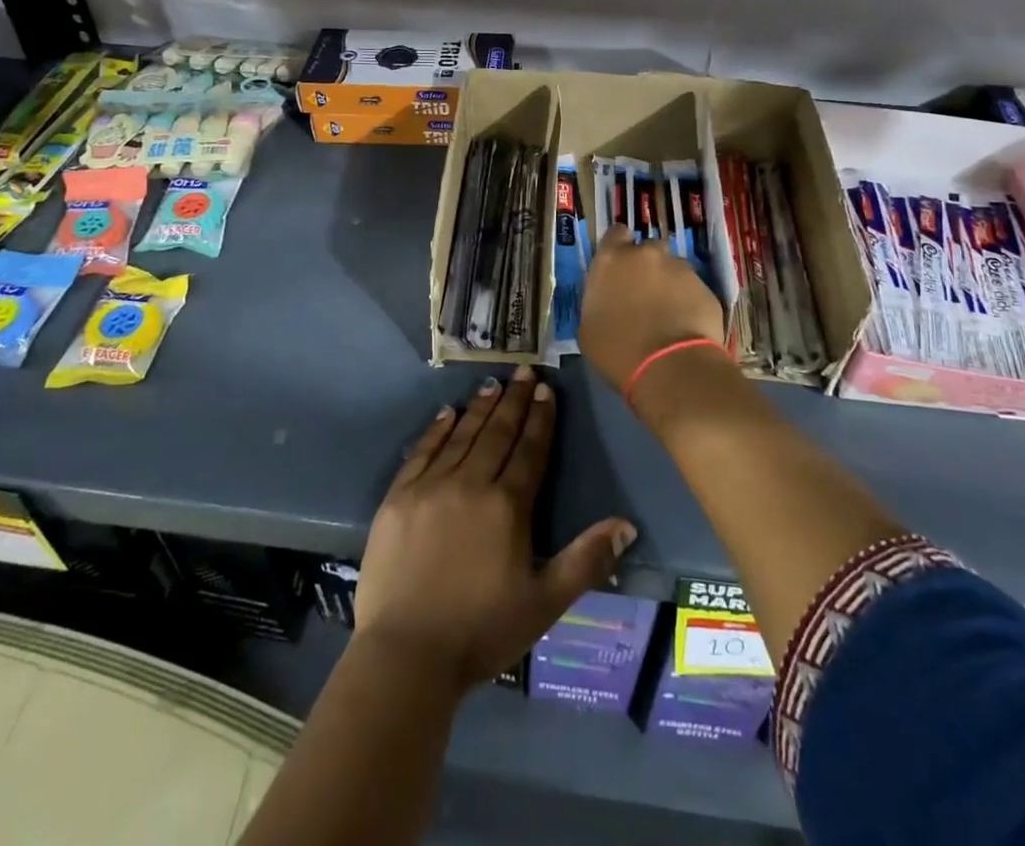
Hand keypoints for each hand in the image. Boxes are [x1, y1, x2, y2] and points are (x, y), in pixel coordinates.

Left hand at [357, 367, 636, 691]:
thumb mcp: (544, 603)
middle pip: (497, 433)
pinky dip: (437, 429)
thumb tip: (626, 524)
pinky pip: (421, 452)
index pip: (529, 450)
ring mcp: (430, 487)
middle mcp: (470, 483)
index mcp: (507, 506)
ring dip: (479, 407)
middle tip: (523, 370)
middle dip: (513, 400)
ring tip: (493, 382)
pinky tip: (446, 413)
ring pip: (461, 435)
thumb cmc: (481, 631)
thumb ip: (585, 560)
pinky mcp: (398, 497)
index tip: (545, 388)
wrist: (405, 655)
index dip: (540, 418)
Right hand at [578, 229, 725, 394]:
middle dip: (646, 266)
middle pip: (647, 249)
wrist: (670, 368)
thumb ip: (598, 300)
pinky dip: (688, 301)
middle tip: (643, 293)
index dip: (618, 248)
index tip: (618, 268)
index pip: (615, 234)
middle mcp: (647, 254)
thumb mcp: (588, 327)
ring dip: (669, 283)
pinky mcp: (705, 288)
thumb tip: (607, 301)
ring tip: (667, 312)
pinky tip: (685, 325)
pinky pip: (693, 289)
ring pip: (673, 268)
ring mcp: (680, 269)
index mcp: (611, 259)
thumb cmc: (618, 350)